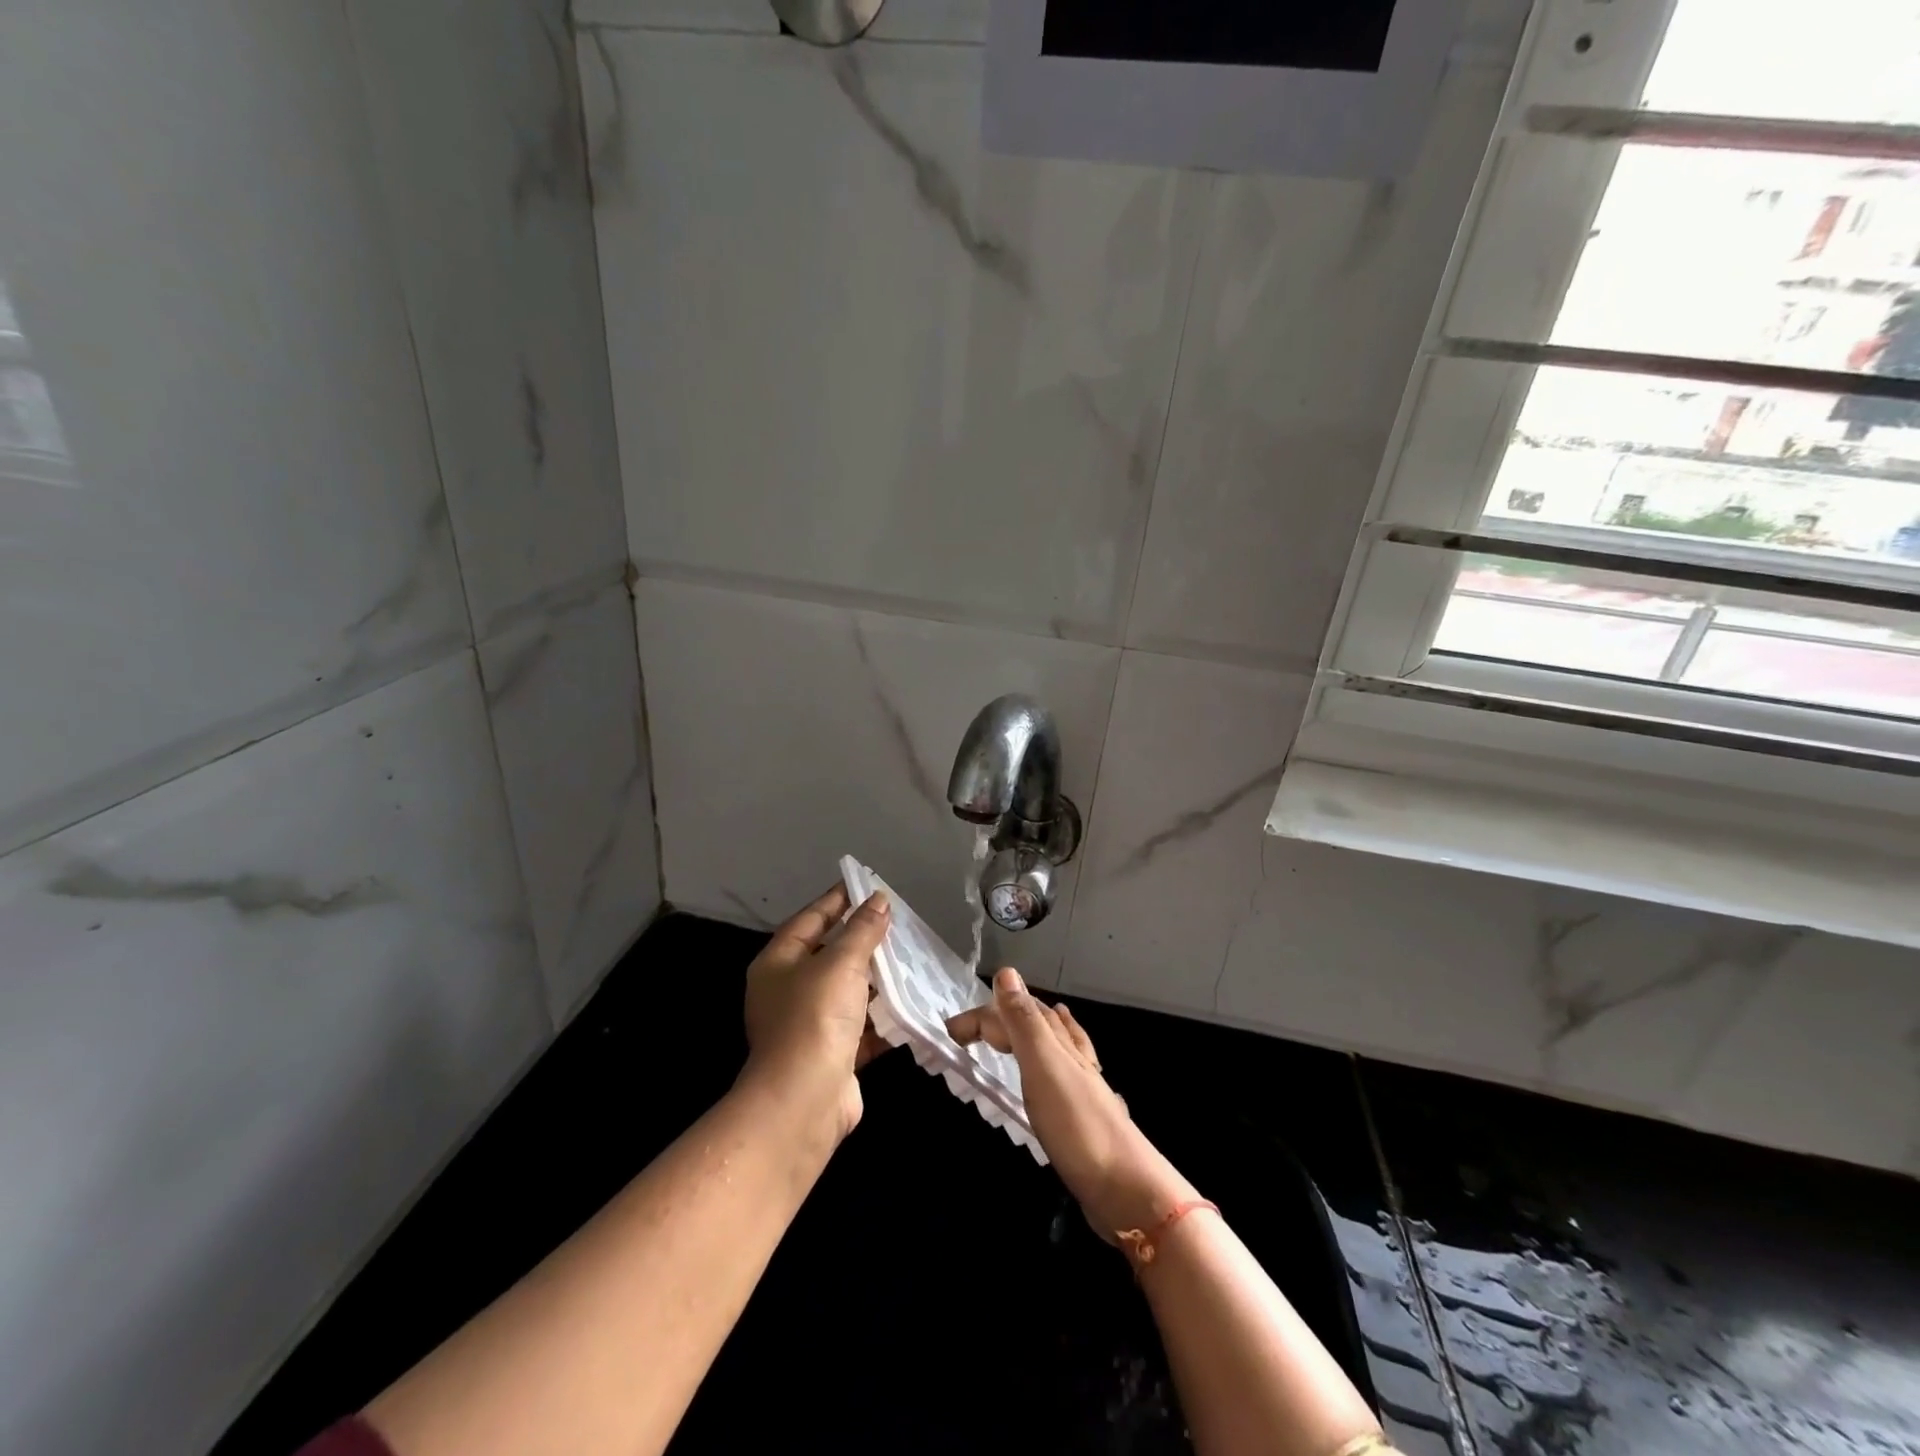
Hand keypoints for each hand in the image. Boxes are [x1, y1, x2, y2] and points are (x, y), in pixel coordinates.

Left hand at [741, 886, 892, 1142]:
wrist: (805, 1101)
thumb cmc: (815, 1017)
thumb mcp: (841, 962)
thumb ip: (862, 930)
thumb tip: (879, 900)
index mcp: (778, 963)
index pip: (810, 919)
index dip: (837, 900)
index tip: (865, 883)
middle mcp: (788, 992)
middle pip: (829, 955)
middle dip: (862, 939)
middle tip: (896, 921)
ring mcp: (810, 1026)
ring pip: (848, 992)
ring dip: (877, 979)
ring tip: (911, 957)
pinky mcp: (834, 1054)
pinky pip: (863, 1026)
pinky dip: (884, 1016)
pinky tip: (911, 1002)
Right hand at [948, 969, 1195, 1240]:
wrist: (1128, 1190)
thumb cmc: (1078, 1124)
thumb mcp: (1042, 1066)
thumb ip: (1024, 1022)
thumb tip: (1006, 972)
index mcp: (1058, 1041)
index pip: (1015, 1012)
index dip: (982, 1017)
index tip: (949, 1034)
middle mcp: (1072, 1055)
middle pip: (1035, 1022)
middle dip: (1003, 1017)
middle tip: (969, 1033)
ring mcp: (1082, 1085)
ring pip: (1052, 1045)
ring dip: (1028, 1033)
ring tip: (1012, 1030)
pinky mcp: (1084, 1114)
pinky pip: (1061, 1073)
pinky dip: (1052, 1060)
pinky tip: (1058, 1069)